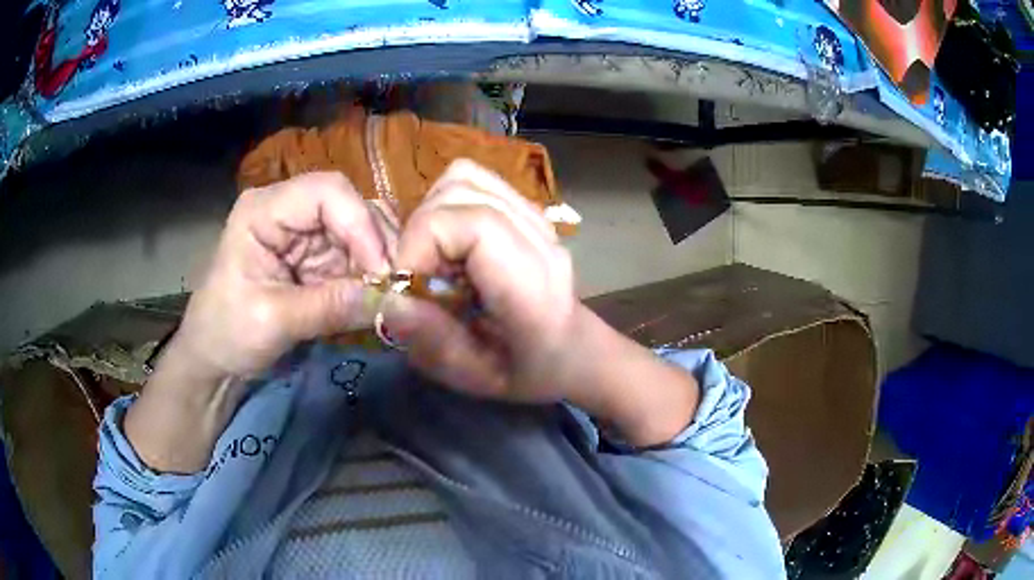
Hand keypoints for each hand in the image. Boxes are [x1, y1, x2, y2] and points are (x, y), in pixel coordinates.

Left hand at [126, 172, 389, 472]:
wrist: (213, 360)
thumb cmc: (226, 334)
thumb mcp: (274, 321)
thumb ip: (331, 306)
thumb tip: (396, 301)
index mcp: (264, 209)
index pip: (327, 192)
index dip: (361, 225)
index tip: (383, 273)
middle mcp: (288, 210)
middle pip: (350, 207)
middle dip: (377, 246)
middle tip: (399, 289)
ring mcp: (304, 233)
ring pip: (360, 231)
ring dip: (379, 264)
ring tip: (391, 298)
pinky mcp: (315, 257)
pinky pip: (356, 258)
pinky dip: (371, 280)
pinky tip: (377, 301)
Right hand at [385, 160, 699, 446]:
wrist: (574, 349)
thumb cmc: (530, 371)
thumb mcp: (478, 377)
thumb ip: (435, 341)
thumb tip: (391, 299)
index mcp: (531, 284)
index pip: (472, 225)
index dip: (422, 243)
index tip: (406, 283)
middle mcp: (538, 237)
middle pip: (463, 191)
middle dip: (421, 229)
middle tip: (420, 275)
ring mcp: (535, 215)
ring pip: (465, 177)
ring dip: (432, 212)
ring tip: (434, 257)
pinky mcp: (526, 207)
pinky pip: (475, 181)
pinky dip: (447, 203)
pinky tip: (451, 242)